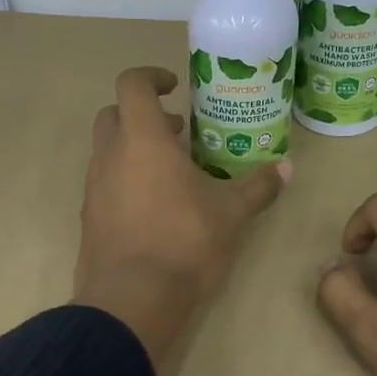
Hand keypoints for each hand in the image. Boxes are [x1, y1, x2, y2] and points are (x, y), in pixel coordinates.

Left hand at [75, 67, 289, 371]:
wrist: (131, 299)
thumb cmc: (184, 242)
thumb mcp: (231, 213)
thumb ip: (258, 186)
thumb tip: (287, 168)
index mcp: (142, 139)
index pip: (132, 84)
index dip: (151, 76)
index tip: (175, 87)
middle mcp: (109, 155)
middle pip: (113, 114)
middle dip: (142, 114)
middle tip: (178, 131)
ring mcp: (93, 188)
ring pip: (107, 151)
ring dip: (134, 149)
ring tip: (172, 172)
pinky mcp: (89, 218)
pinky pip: (104, 184)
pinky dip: (125, 180)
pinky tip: (154, 207)